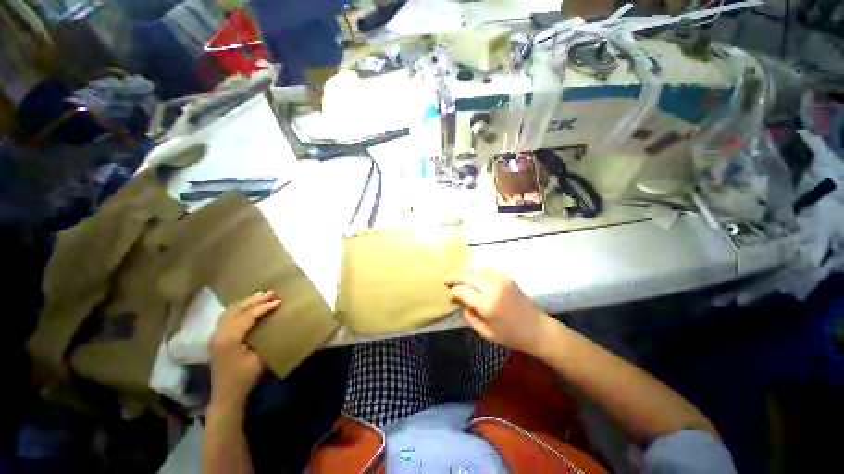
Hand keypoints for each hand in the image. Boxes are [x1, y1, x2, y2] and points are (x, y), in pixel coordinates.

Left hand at [208, 290, 280, 407]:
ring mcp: (215, 336)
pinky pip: (227, 317)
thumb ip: (265, 339)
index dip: (263, 307)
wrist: (226, 396)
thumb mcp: (259, 360)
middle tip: (271, 292)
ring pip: (230, 312)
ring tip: (261, 295)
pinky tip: (247, 306)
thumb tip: (277, 323)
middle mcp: (218, 334)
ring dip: (246, 302)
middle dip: (254, 300)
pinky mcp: (216, 339)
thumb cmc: (244, 378)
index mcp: (229, 339)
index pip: (247, 317)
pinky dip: (238, 309)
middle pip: (236, 310)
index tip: (278, 300)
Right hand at [445, 267, 551, 353]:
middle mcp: (492, 288)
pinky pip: (486, 268)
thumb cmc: (511, 335)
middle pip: (466, 276)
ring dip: (463, 270)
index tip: (450, 298)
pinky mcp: (506, 277)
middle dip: (453, 277)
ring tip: (455, 273)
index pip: (461, 290)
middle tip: (445, 280)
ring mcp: (500, 279)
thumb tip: (460, 303)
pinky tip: (471, 271)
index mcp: (487, 304)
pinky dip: (476, 268)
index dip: (452, 292)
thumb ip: (469, 316)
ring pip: (475, 268)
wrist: (537, 328)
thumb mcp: (486, 333)